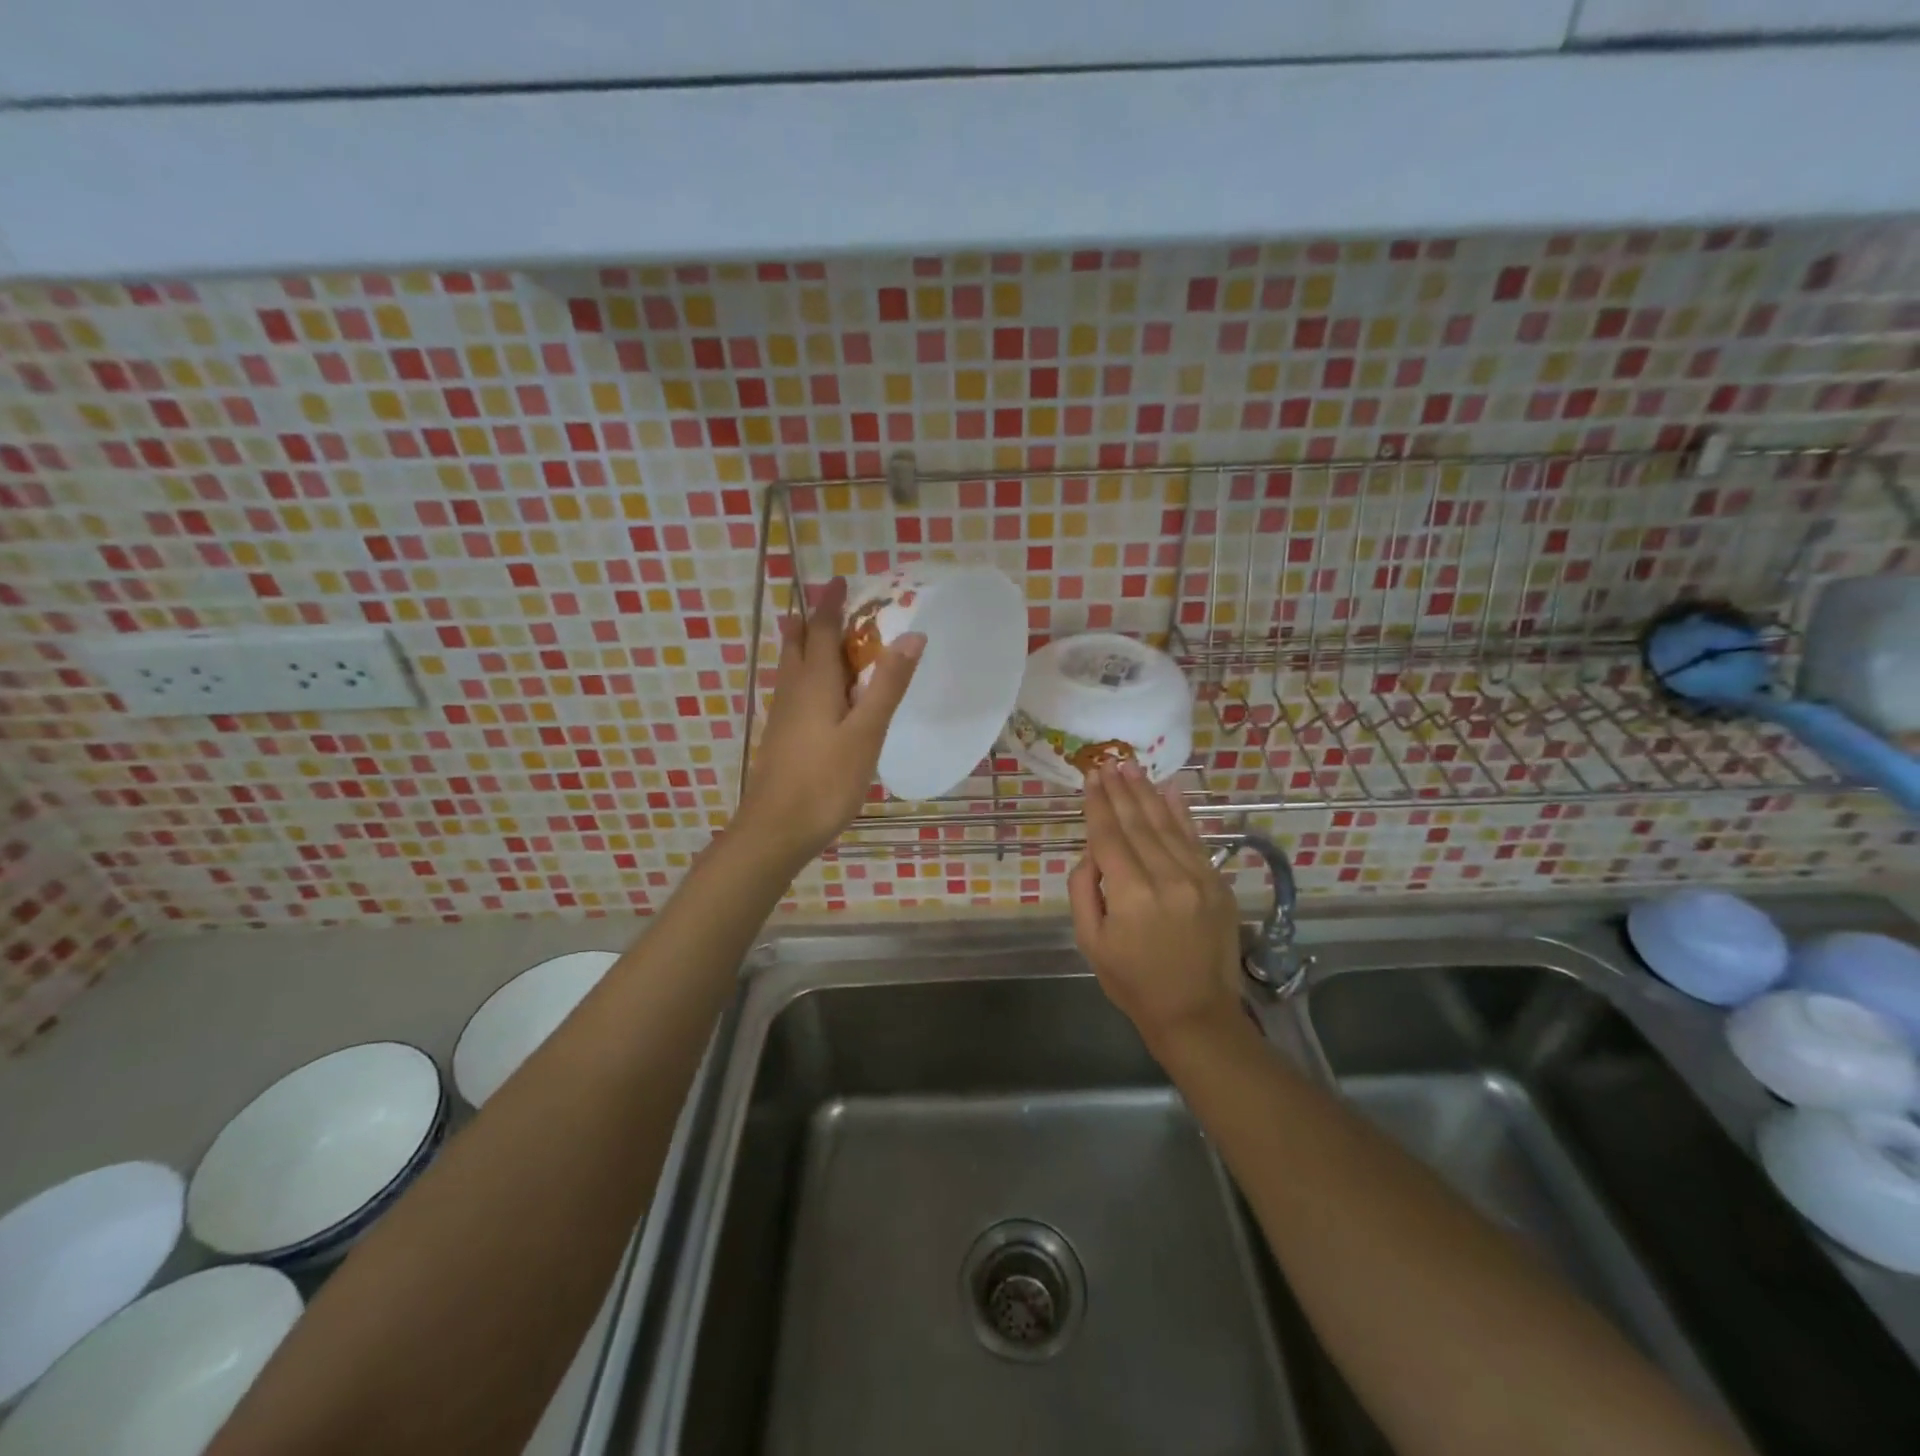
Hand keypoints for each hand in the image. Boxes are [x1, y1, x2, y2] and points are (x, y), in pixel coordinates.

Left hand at [735, 576, 922, 867]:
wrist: (775, 829)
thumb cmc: (825, 781)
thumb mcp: (867, 732)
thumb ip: (888, 685)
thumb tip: (913, 635)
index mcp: (815, 682)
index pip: (823, 629)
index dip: (831, 603)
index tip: (841, 579)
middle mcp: (793, 689)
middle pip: (799, 642)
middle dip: (814, 619)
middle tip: (831, 604)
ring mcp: (782, 714)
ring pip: (791, 665)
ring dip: (804, 643)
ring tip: (814, 632)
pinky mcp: (780, 735)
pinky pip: (792, 688)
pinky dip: (804, 672)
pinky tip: (813, 691)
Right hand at [1069, 762, 1243, 1051]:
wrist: (1196, 1013)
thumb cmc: (1133, 982)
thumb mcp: (1091, 943)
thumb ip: (1084, 891)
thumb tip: (1092, 853)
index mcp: (1131, 895)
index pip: (1109, 836)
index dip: (1097, 805)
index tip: (1090, 777)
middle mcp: (1167, 878)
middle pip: (1138, 823)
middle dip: (1120, 791)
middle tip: (1108, 762)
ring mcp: (1198, 878)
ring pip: (1167, 825)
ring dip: (1147, 793)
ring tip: (1131, 768)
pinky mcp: (1218, 883)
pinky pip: (1195, 839)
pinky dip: (1181, 812)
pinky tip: (1171, 789)